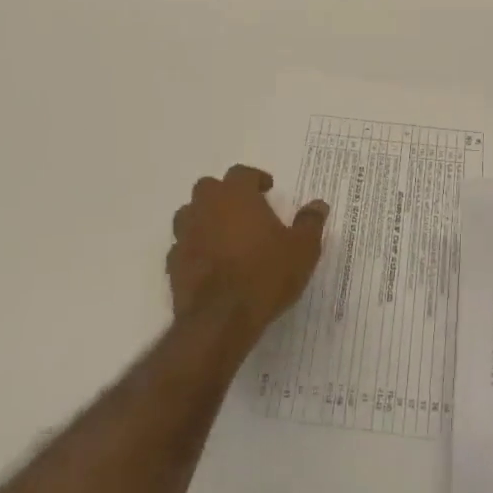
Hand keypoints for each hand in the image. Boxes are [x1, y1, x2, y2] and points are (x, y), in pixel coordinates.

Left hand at [166, 165, 328, 343]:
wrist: (221, 319)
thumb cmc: (266, 274)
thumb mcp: (302, 249)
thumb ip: (310, 223)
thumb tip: (319, 204)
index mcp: (236, 195)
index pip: (241, 173)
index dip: (255, 178)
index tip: (268, 189)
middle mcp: (206, 207)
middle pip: (208, 187)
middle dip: (224, 194)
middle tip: (244, 209)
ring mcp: (186, 235)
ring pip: (189, 214)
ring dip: (204, 218)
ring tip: (223, 234)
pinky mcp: (173, 263)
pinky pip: (182, 246)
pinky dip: (194, 248)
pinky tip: (209, 262)